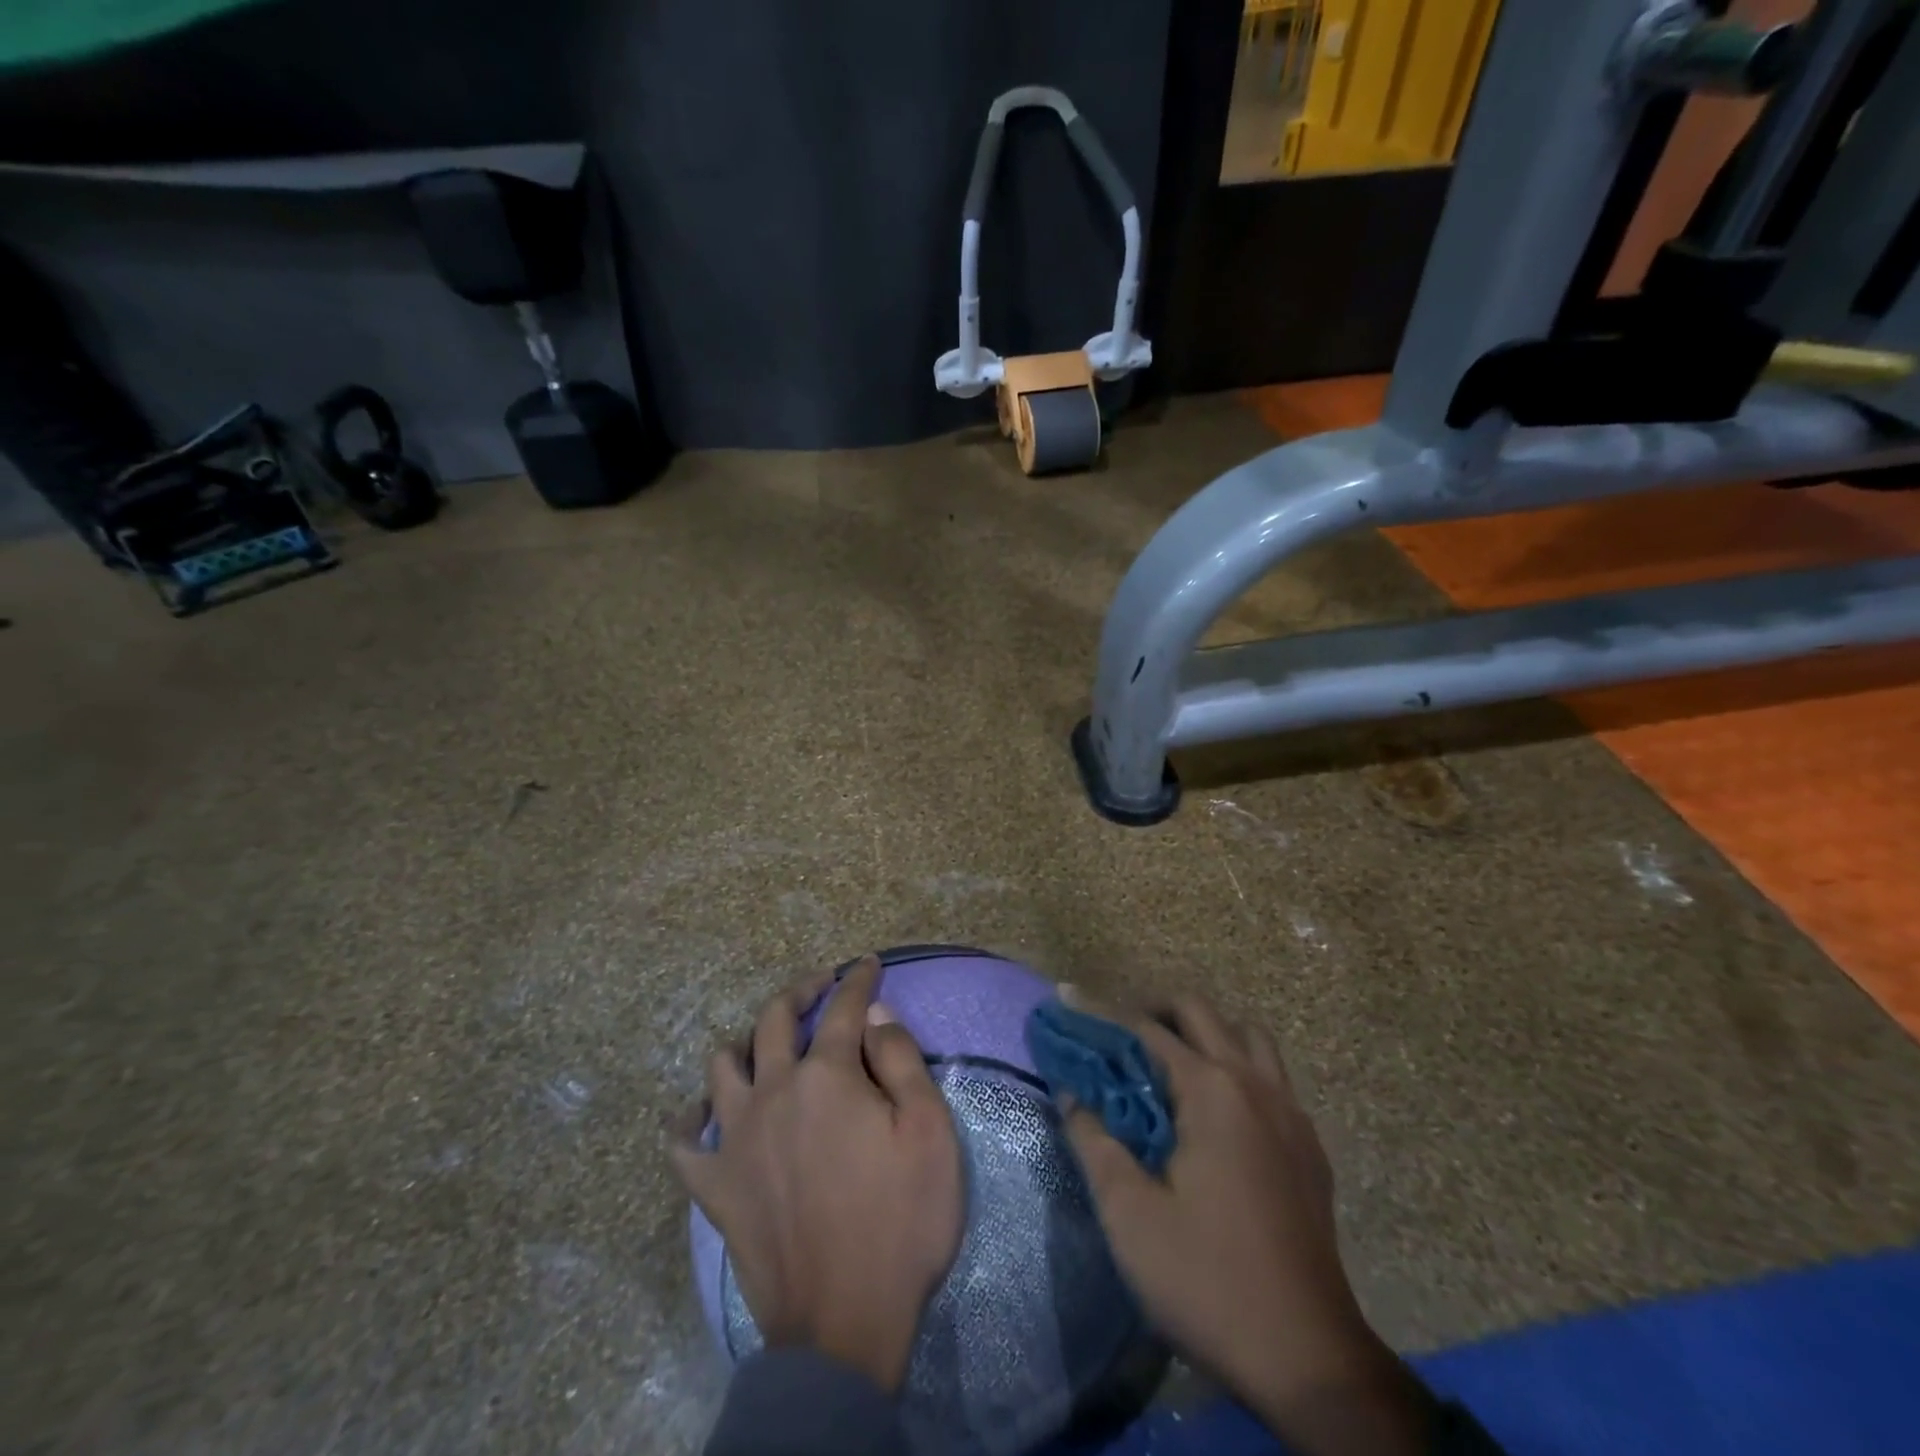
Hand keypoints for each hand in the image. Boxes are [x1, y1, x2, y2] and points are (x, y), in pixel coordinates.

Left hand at [673, 955, 963, 1392]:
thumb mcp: (929, 1131)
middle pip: (775, 1018)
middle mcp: (774, 1090)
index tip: (868, 963)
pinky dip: (690, 1121)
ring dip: (745, 1042)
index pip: (844, 1008)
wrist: (844, 1325)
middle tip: (821, 984)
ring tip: (766, 1045)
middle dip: (800, 990)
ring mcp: (736, 1137)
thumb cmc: (900, 1220)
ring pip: (723, 1065)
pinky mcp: (715, 1186)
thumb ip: (901, 1059)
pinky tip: (700, 1116)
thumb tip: (875, 1014)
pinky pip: (685, 1143)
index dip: (858, 980)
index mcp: (827, 1074)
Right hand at [1062, 997, 1429, 1455]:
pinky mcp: (1309, 1146)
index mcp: (1212, 1091)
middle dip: (1154, 1010)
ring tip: (1169, 1064)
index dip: (1101, 1012)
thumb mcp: (1129, 1214)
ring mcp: (1291, 1113)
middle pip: (1201, 1014)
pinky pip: (1272, 1077)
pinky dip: (1238, 1068)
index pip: (1147, 1029)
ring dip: (1205, 1033)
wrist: (1309, 1359)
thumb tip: (1072, 1094)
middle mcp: (1255, 1085)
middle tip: (1117, 1036)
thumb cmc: (1207, 1280)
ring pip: (1247, 1037)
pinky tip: (1216, 1114)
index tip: (1066, 1000)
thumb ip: (1094, 1141)